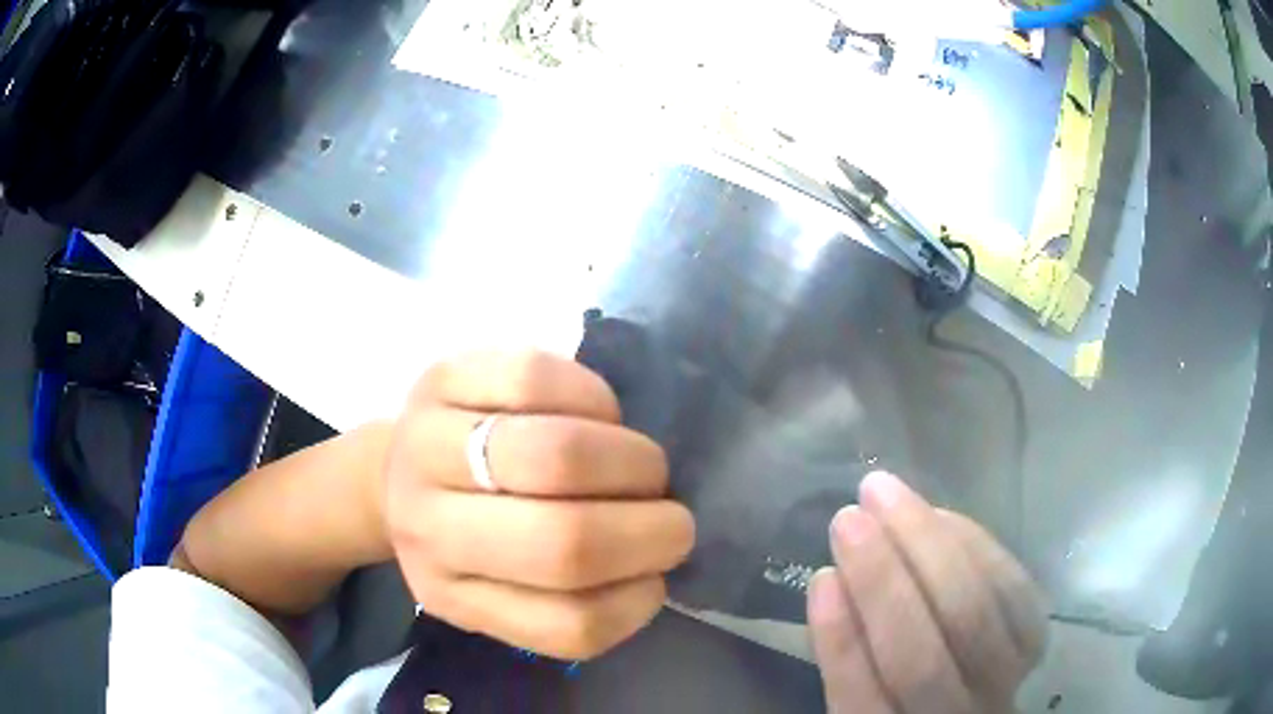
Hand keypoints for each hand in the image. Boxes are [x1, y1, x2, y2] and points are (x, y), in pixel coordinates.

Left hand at [381, 351, 695, 659]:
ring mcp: (427, 447)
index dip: (638, 600)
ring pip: (556, 455)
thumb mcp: (503, 592)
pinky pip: (537, 379)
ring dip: (631, 461)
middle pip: (564, 542)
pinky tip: (600, 415)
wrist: (397, 471)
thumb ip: (571, 595)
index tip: (657, 576)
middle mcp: (429, 530)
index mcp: (455, 597)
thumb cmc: (468, 537)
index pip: (567, 625)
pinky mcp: (440, 379)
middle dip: (649, 528)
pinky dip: (594, 398)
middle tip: (671, 516)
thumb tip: (651, 564)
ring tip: (643, 465)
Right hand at [808, 472, 1045, 713]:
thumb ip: (847, 658)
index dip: (842, 642)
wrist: (972, 709)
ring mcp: (1004, 683)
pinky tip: (942, 516)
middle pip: (922, 660)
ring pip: (975, 616)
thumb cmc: (902, 705)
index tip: (822, 576)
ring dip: (931, 547)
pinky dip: (978, 547)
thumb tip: (832, 582)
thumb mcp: (863, 702)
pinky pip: (1015, 592)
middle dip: (883, 582)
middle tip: (852, 514)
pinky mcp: (1033, 644)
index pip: (863, 702)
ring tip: (890, 496)